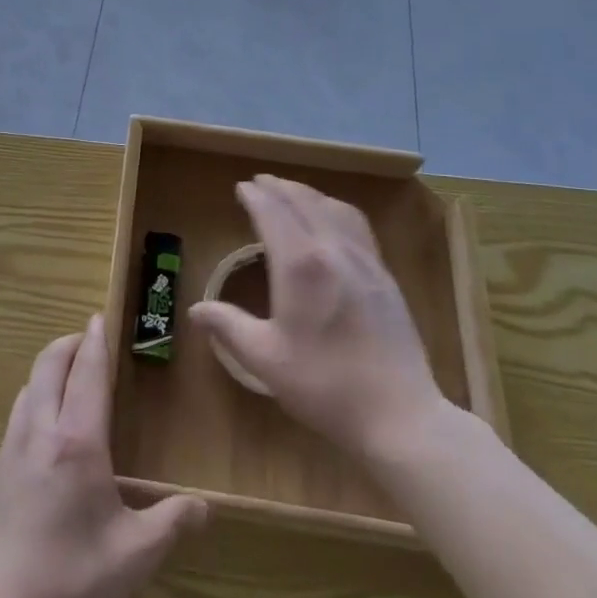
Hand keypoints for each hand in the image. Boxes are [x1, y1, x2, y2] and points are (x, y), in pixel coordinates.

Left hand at [0, 315, 207, 597]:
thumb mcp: (134, 557)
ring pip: (27, 388)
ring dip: (47, 369)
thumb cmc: (71, 582)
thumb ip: (171, 524)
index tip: (98, 317)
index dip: (95, 342)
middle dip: (67, 344)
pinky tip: (44, 426)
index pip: (87, 374)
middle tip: (87, 339)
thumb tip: (205, 507)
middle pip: (48, 366)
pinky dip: (33, 398)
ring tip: (68, 376)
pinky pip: (16, 416)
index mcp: (76, 443)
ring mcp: (10, 452)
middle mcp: (39, 433)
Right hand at [189, 174, 455, 462]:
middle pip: (304, 202)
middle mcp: (333, 250)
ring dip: (308, 194)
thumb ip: (229, 327)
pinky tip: (332, 221)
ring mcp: (365, 261)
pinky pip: (357, 225)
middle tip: (260, 182)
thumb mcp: (265, 359)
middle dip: (280, 187)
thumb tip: (196, 309)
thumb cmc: (325, 386)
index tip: (240, 188)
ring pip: (334, 209)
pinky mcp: (385, 276)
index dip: (255, 197)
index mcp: (300, 265)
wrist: (399, 415)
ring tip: (292, 193)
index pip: (273, 214)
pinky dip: (335, 209)